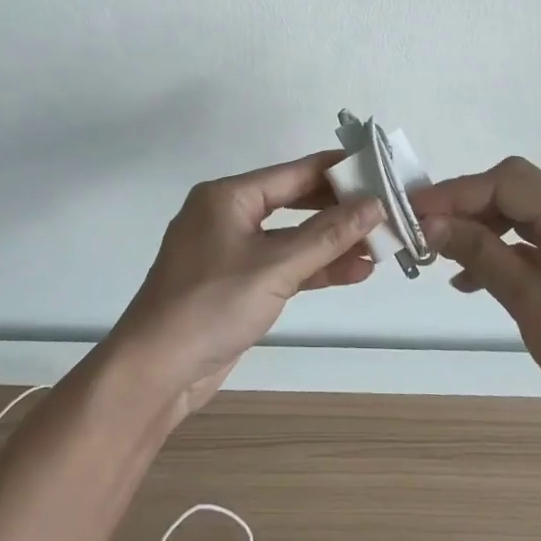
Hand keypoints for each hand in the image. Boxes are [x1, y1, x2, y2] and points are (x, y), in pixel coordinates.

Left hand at [112, 152, 383, 416]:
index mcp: (228, 196)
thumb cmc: (211, 304)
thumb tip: (374, 204)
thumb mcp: (275, 266)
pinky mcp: (236, 284)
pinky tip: (353, 271)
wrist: (155, 372)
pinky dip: (313, 268)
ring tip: (380, 246)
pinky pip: (282, 265)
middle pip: (294, 202)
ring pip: (291, 238)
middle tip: (385, 210)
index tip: (377, 167)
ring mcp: (231, 251)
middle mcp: (228, 216)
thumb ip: (328, 235)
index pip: (293, 173)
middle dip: (338, 210)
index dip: (336, 170)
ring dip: (331, 243)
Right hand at [412, 157, 540, 439]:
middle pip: (513, 190)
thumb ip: (480, 254)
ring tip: (445, 254)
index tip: (415, 209)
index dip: (457, 191)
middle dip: (467, 205)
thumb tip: (431, 223)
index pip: (506, 182)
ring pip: (521, 215)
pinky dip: (502, 250)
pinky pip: (534, 241)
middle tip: (428, 228)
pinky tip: (475, 278)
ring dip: (482, 228)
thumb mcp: (529, 301)